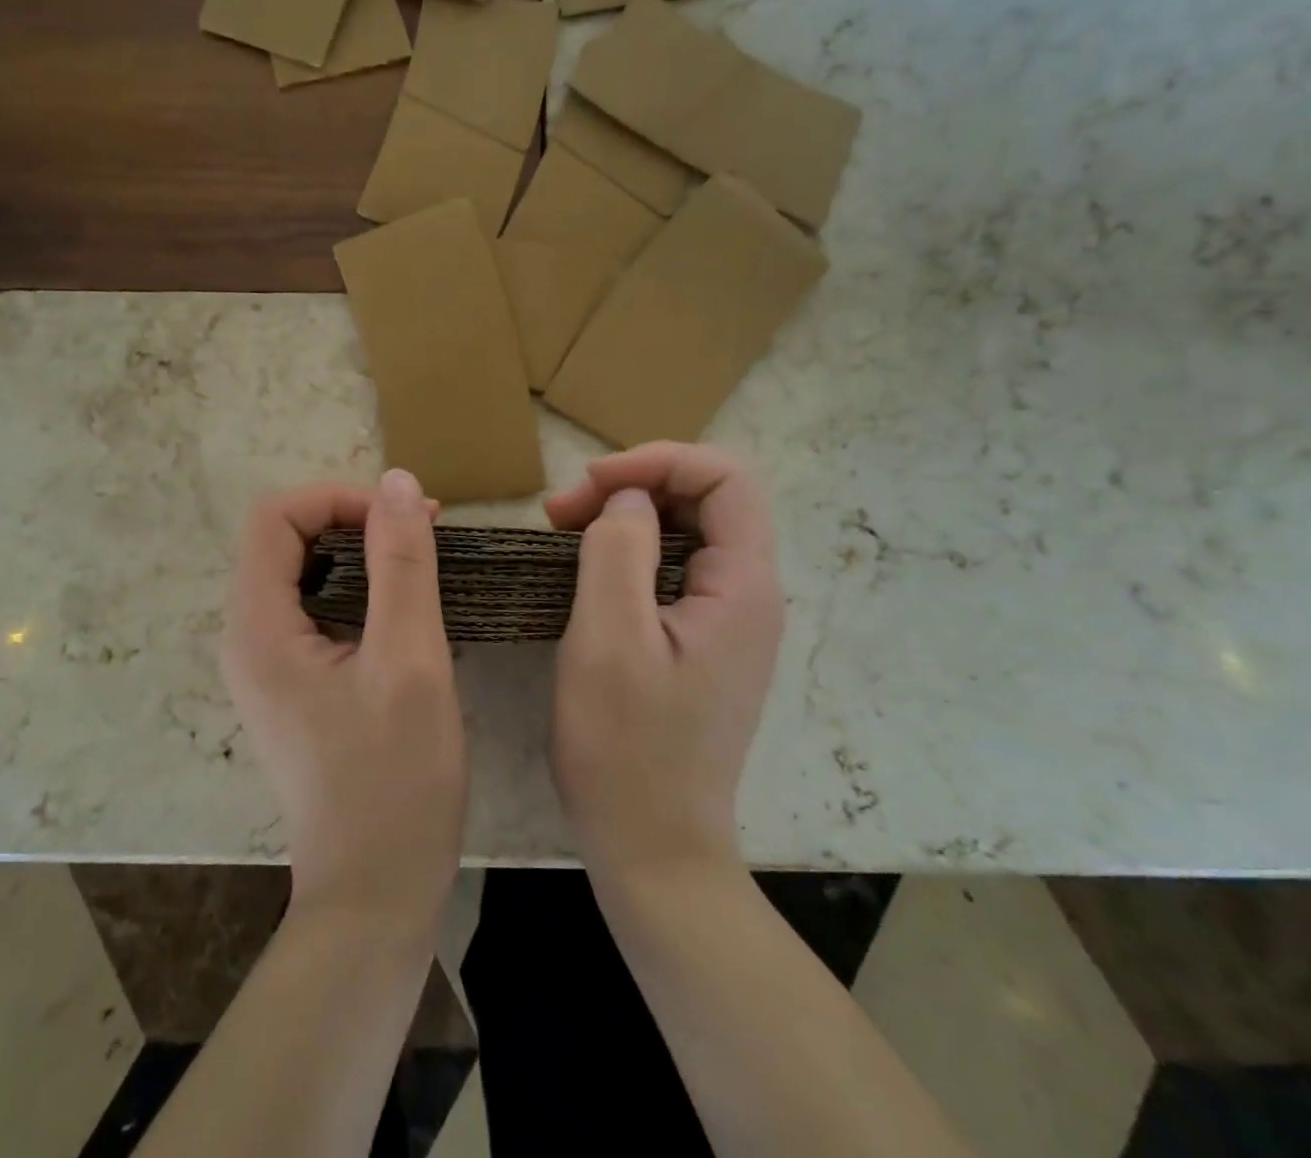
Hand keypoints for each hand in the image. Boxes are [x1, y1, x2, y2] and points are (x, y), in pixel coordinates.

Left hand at [222, 468, 466, 935]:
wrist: (375, 895)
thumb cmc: (395, 782)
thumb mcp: (410, 662)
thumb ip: (402, 564)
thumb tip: (395, 481)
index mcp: (258, 628)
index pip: (275, 517)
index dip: (338, 498)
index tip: (404, 518)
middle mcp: (248, 639)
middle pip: (284, 539)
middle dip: (352, 519)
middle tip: (422, 531)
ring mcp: (268, 664)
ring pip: (303, 572)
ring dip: (360, 552)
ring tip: (422, 559)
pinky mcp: (293, 684)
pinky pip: (317, 608)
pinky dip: (360, 588)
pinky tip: (406, 606)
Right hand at [545, 443, 784, 877]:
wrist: (653, 849)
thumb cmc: (626, 747)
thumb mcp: (608, 639)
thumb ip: (619, 551)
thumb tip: (629, 499)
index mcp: (742, 588)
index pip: (725, 479)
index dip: (658, 461)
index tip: (589, 483)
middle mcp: (749, 597)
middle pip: (707, 500)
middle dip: (635, 486)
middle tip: (561, 511)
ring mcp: (728, 623)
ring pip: (686, 533)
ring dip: (626, 517)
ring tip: (563, 532)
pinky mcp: (702, 644)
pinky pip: (673, 571)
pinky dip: (628, 553)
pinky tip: (586, 569)